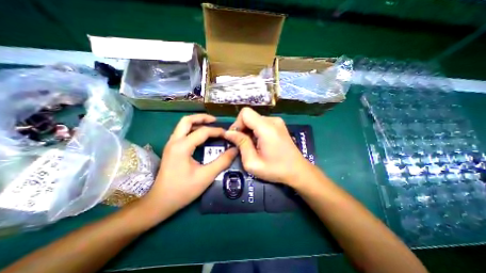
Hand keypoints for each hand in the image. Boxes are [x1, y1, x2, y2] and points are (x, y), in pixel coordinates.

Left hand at [142, 113, 238, 220]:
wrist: (160, 203)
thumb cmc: (183, 190)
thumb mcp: (206, 176)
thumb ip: (222, 162)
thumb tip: (235, 150)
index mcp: (182, 147)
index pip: (203, 132)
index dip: (217, 131)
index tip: (228, 134)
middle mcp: (174, 141)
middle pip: (187, 120)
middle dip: (202, 117)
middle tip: (215, 120)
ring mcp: (171, 145)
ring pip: (183, 125)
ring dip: (197, 123)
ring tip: (210, 126)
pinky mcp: (171, 149)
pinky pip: (182, 133)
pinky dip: (193, 130)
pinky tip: (201, 136)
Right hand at [223, 108, 312, 186]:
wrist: (298, 171)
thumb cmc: (276, 169)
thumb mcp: (253, 162)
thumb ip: (241, 144)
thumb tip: (228, 133)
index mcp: (266, 128)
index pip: (245, 113)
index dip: (237, 123)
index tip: (236, 138)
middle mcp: (272, 120)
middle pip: (249, 116)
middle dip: (242, 129)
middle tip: (243, 145)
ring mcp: (277, 121)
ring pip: (254, 120)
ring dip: (249, 131)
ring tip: (252, 145)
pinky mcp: (279, 125)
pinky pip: (261, 123)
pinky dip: (256, 131)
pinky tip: (259, 143)